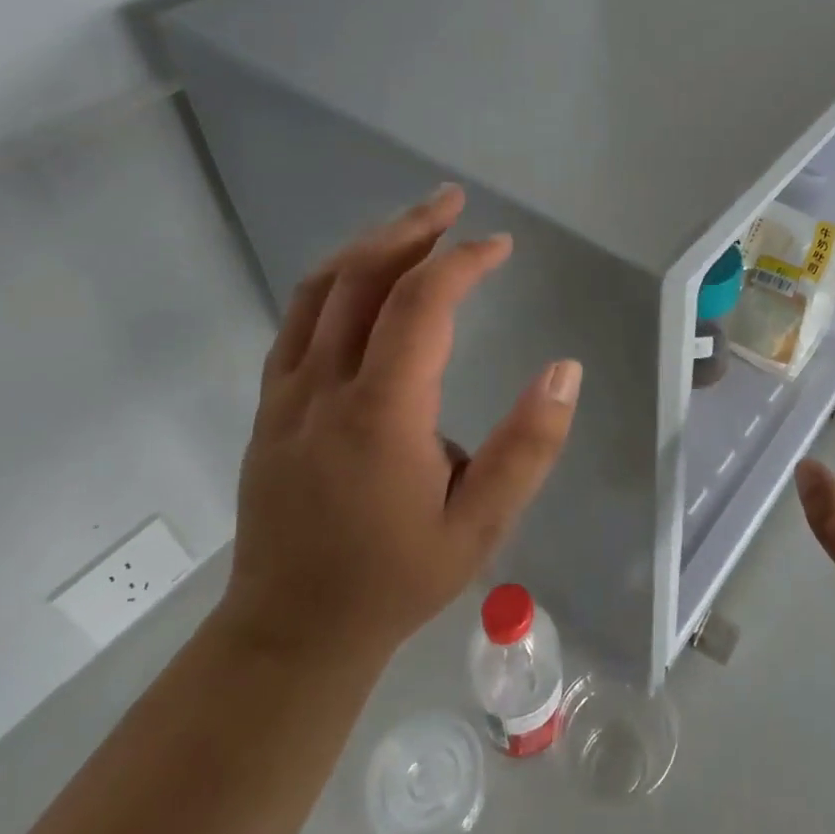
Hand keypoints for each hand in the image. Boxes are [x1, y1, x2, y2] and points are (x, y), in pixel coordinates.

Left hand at [220, 184, 580, 663]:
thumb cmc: (396, 579)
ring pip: (320, 290)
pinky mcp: (269, 405)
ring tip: (414, 224)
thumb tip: (565, 370)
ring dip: (370, 245)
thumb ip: (529, 446)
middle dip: (412, 229)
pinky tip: (365, 277)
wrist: (290, 632)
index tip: (500, 246)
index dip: (462, 261)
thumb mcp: (482, 526)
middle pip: (361, 277)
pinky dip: (336, 279)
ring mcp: (286, 393)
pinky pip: (298, 319)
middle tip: (452, 200)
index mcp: (380, 414)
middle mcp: (324, 388)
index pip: (420, 305)